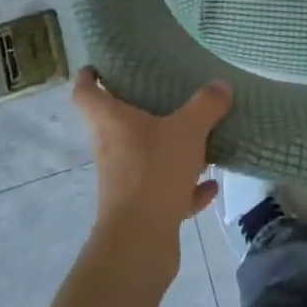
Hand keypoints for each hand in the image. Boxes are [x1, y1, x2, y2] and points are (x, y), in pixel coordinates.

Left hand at [72, 68, 230, 275]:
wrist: (140, 241)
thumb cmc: (154, 170)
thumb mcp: (188, 129)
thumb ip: (206, 104)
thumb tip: (220, 84)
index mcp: (111, 121)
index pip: (86, 92)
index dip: (88, 76)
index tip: (98, 65)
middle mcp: (111, 148)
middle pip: (116, 124)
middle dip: (138, 110)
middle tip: (164, 94)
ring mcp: (124, 181)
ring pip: (144, 158)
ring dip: (168, 151)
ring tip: (197, 141)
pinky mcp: (141, 210)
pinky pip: (165, 191)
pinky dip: (185, 189)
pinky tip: (210, 186)